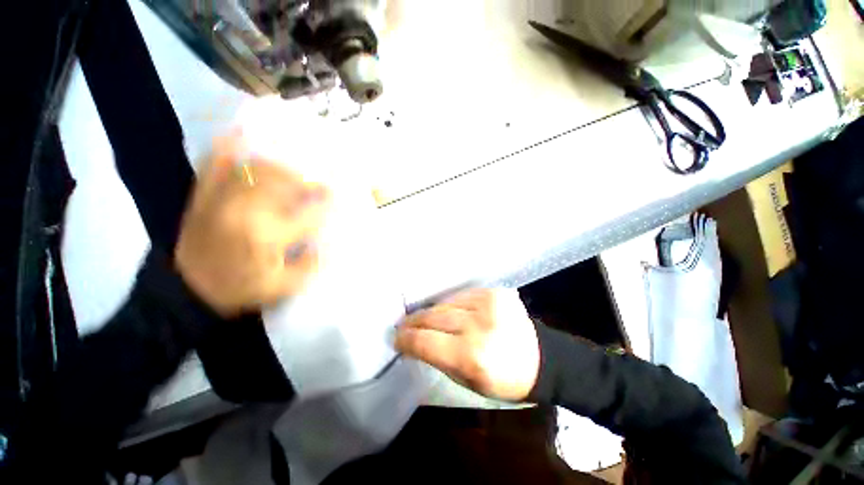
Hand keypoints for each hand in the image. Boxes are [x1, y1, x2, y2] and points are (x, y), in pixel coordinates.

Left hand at [175, 133, 328, 316]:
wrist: (187, 289)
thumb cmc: (239, 289)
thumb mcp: (282, 288)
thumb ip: (310, 265)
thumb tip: (326, 243)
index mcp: (267, 236)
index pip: (308, 213)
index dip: (326, 203)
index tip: (337, 197)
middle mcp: (245, 210)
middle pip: (283, 182)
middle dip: (306, 181)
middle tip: (319, 184)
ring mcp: (220, 198)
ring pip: (256, 169)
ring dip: (280, 167)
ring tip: (293, 172)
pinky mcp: (203, 195)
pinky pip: (215, 163)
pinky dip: (228, 147)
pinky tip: (241, 135)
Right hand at [395, 288, 540, 400]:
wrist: (540, 358)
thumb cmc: (502, 379)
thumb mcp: (466, 381)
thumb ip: (437, 357)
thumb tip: (414, 340)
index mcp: (471, 356)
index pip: (425, 341)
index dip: (405, 339)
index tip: (395, 338)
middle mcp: (479, 325)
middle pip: (433, 317)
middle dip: (414, 322)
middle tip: (402, 325)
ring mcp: (488, 303)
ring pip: (445, 304)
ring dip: (431, 312)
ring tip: (422, 317)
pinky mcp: (495, 291)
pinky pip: (461, 296)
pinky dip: (451, 304)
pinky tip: (448, 311)